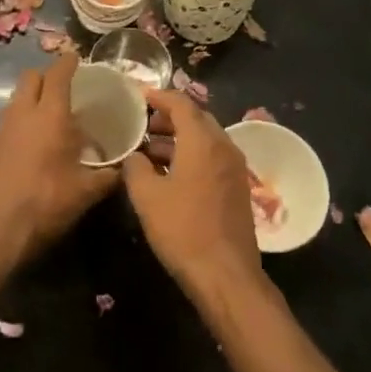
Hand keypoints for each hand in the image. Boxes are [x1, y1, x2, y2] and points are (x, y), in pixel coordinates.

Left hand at [0, 54, 116, 268]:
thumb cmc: (48, 203)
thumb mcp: (88, 191)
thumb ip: (110, 175)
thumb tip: (128, 168)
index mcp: (50, 115)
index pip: (58, 74)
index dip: (69, 62)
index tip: (78, 58)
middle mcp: (25, 113)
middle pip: (31, 77)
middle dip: (48, 75)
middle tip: (67, 86)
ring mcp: (6, 128)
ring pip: (18, 96)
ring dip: (34, 95)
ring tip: (55, 111)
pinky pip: (12, 116)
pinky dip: (25, 115)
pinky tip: (40, 137)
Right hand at [123, 89, 261, 301]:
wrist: (226, 274)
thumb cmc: (183, 230)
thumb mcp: (147, 197)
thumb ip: (135, 167)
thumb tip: (133, 156)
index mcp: (203, 141)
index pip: (181, 103)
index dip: (158, 96)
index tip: (138, 97)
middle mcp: (224, 146)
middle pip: (196, 118)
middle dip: (168, 117)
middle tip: (141, 125)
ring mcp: (234, 167)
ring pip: (204, 139)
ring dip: (178, 138)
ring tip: (148, 151)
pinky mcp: (237, 187)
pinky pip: (212, 157)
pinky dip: (190, 154)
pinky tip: (169, 173)